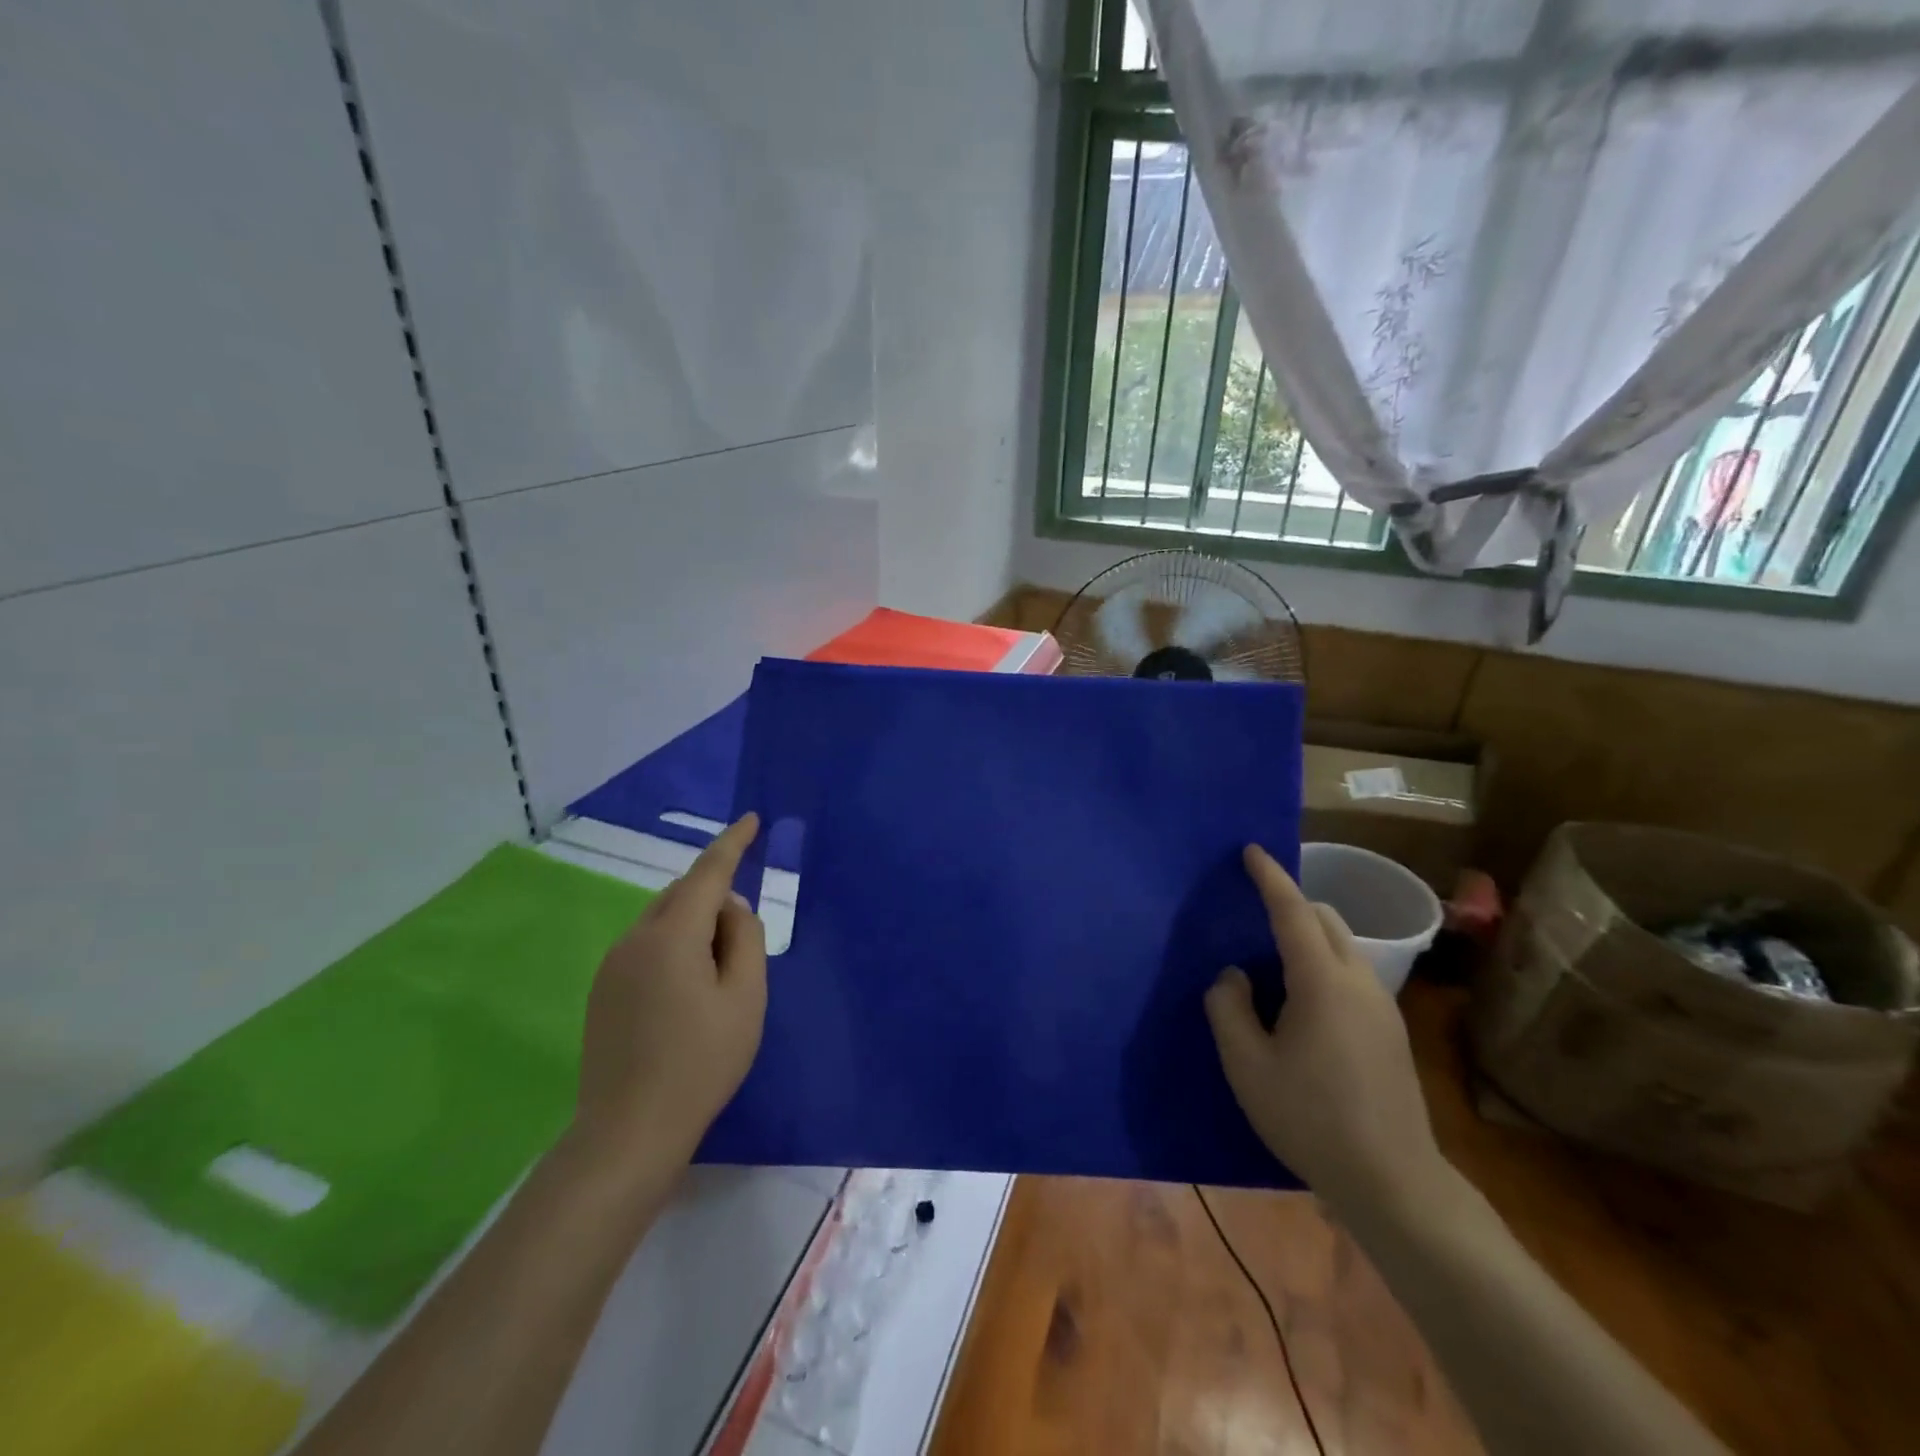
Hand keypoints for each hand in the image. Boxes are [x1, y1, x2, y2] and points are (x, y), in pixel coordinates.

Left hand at [572, 814, 767, 1166]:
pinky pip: (646, 946)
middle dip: (715, 898)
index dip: (732, 843)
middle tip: (742, 945)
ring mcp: (612, 965)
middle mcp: (634, 939)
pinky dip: (674, 948)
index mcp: (672, 935)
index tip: (750, 819)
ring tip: (717, 978)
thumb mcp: (745, 997)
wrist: (629, 1131)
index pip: (708, 872)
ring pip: (663, 921)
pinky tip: (686, 993)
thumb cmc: (701, 1062)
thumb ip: (745, 938)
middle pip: (682, 895)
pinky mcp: (602, 990)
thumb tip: (729, 909)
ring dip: (694, 927)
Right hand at [1205, 844, 1450, 1222]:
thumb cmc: (1311, 1118)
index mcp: (1322, 982)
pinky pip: (1352, 973)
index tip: (1251, 850)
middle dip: (1291, 903)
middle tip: (1253, 914)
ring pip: (1343, 945)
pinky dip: (1323, 963)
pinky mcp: (1391, 1031)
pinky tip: (1302, 1003)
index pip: (1293, 911)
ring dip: (1309, 936)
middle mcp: (1359, 981)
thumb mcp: (1247, 1065)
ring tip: (1272, 963)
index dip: (1270, 877)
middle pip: (1325, 919)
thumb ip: (1228, 1008)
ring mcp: (1382, 1006)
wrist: (1393, 1183)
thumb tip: (1234, 977)